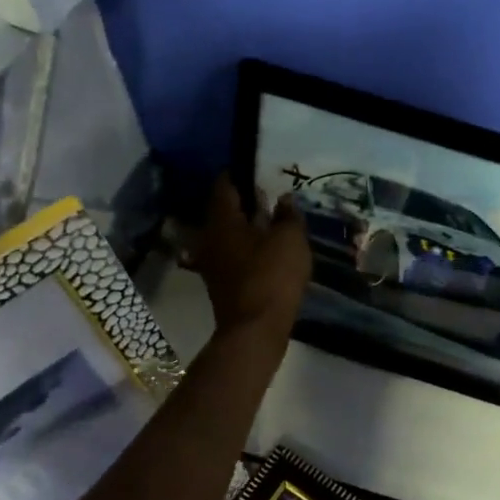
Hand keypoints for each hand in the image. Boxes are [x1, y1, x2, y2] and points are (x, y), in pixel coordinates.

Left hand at [189, 176, 310, 337]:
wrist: (255, 329)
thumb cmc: (272, 276)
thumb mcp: (290, 240)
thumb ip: (288, 216)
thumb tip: (283, 200)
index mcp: (222, 220)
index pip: (225, 185)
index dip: (241, 174)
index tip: (259, 169)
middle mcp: (209, 238)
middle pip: (225, 211)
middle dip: (246, 202)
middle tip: (272, 195)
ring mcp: (212, 263)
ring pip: (229, 235)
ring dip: (248, 228)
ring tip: (274, 223)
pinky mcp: (221, 284)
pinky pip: (234, 256)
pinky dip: (249, 249)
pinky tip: (269, 251)